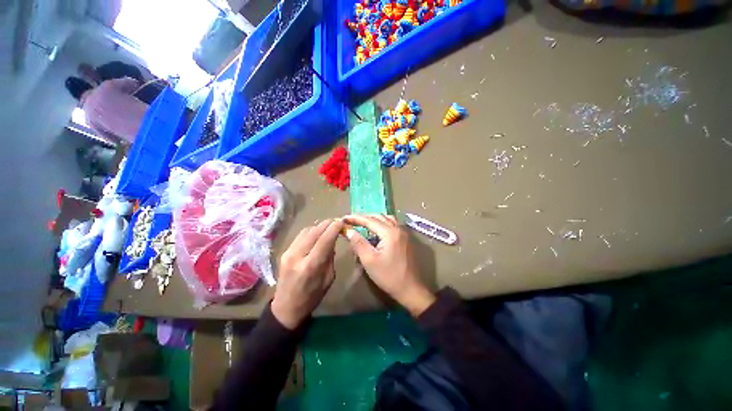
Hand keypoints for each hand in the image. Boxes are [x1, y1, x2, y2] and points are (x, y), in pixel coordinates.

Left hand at [271, 219, 343, 328]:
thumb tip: (332, 241)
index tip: (342, 222)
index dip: (334, 228)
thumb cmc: (312, 297)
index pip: (325, 239)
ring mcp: (289, 252)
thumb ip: (330, 258)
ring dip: (319, 226)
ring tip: (328, 227)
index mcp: (311, 266)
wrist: (286, 307)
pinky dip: (311, 231)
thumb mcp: (328, 279)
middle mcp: (298, 255)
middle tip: (337, 222)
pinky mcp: (284, 252)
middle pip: (315, 231)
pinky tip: (317, 233)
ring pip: (307, 230)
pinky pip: (300, 235)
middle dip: (328, 224)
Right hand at [343, 214, 434, 316]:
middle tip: (351, 221)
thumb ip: (358, 243)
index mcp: (390, 233)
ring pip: (387, 219)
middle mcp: (398, 229)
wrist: (411, 289)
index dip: (356, 218)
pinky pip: (392, 225)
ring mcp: (404, 233)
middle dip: (364, 217)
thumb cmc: (388, 276)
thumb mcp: (369, 260)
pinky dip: (382, 224)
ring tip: (363, 224)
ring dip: (374, 219)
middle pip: (379, 217)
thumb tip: (349, 230)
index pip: (370, 220)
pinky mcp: (405, 239)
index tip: (344, 218)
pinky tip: (376, 232)